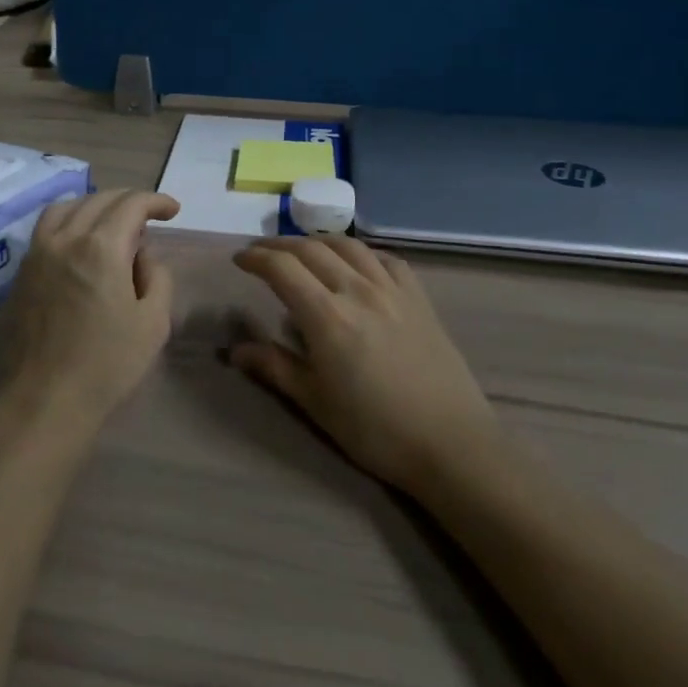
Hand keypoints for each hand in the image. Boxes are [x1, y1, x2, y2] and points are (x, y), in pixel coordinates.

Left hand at [0, 189, 180, 440]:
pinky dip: (67, 222)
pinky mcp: (19, 273)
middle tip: (148, 217)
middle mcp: (65, 239)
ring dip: (94, 205)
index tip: (172, 210)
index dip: (156, 201)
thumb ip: (157, 277)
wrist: (42, 400)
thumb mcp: (153, 323)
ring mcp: (36, 254)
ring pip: (65, 208)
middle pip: (98, 199)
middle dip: (129, 201)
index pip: (132, 204)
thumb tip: (142, 255)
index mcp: (101, 247)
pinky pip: (45, 231)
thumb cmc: (106, 365)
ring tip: (110, 223)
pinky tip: (78, 244)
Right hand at [231, 236, 497, 493]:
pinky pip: (385, 259)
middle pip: (311, 249)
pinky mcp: (419, 299)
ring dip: (317, 241)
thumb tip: (234, 350)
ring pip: (348, 246)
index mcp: (327, 316)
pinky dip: (361, 253)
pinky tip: (355, 264)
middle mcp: (357, 290)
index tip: (238, 260)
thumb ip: (275, 367)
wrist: (453, 445)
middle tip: (260, 253)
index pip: (282, 268)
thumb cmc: (376, 430)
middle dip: (279, 246)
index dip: (255, 258)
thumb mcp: (316, 403)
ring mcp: (392, 290)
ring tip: (302, 250)